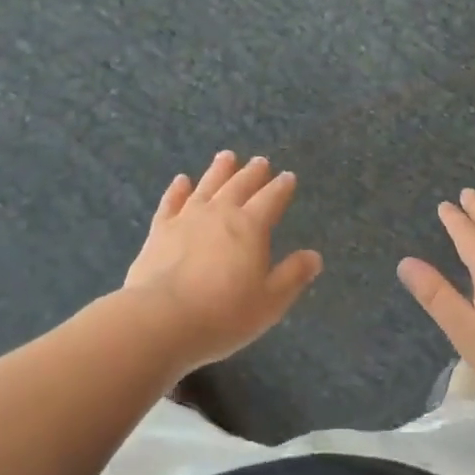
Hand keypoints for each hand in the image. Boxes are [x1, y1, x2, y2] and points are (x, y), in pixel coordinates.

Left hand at [121, 151, 322, 370]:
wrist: (161, 318)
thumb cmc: (222, 314)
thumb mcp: (269, 302)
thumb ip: (292, 276)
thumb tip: (314, 256)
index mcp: (250, 227)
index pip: (271, 199)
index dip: (281, 187)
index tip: (288, 176)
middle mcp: (220, 213)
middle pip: (240, 186)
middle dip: (253, 173)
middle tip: (260, 161)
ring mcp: (187, 218)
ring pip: (207, 185)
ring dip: (219, 170)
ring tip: (227, 156)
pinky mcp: (160, 229)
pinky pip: (171, 202)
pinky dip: (177, 189)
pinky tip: (181, 180)